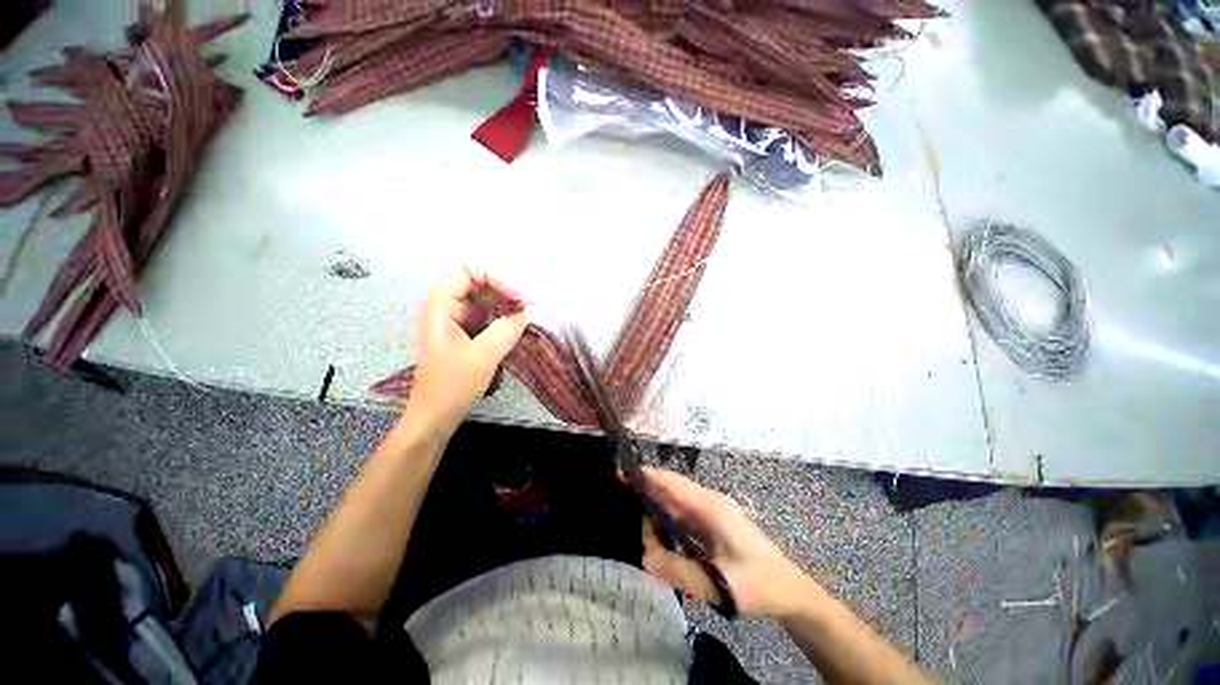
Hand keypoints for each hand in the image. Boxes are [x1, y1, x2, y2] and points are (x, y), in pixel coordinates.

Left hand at [405, 267, 528, 435]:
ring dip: (508, 303)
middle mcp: (447, 307)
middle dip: (505, 289)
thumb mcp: (483, 356)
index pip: (468, 272)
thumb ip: (507, 329)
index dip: (495, 279)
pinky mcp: (466, 334)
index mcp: (441, 306)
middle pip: (478, 282)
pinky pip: (488, 315)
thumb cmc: (452, 386)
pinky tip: (520, 324)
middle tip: (530, 305)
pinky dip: (505, 316)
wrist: (435, 417)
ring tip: (529, 314)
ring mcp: (457, 320)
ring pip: (485, 299)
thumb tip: (531, 310)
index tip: (519, 298)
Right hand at [641, 467, 817, 617]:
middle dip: (647, 485)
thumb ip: (678, 571)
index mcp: (712, 508)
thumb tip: (643, 555)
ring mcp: (712, 512)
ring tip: (631, 501)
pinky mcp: (712, 523)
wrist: (790, 590)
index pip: (675, 485)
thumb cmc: (758, 585)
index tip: (624, 472)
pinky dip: (667, 513)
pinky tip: (655, 521)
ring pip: (678, 500)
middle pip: (673, 488)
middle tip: (620, 487)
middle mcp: (710, 503)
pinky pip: (684, 513)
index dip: (649, 476)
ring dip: (656, 499)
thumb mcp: (717, 584)